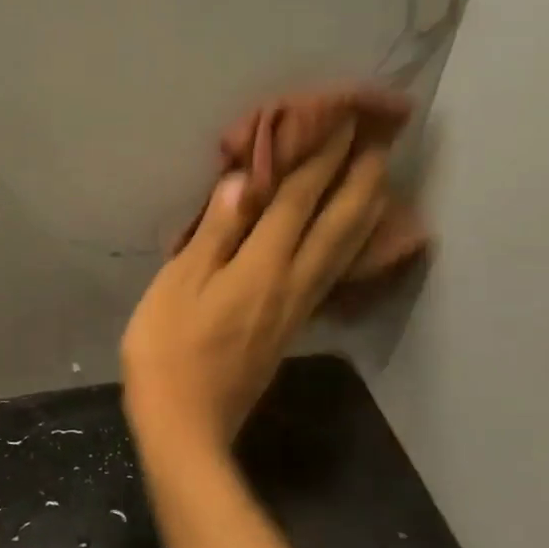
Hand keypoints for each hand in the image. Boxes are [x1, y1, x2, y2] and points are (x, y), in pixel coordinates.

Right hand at [122, 122, 394, 463]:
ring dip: (364, 208)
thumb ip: (214, 234)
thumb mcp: (178, 285)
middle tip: (380, 139)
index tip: (342, 122)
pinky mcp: (291, 327)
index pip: (297, 201)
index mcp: (261, 267)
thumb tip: (242, 183)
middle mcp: (292, 282)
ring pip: (343, 250)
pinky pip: (332, 272)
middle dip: (359, 178)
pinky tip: (350, 240)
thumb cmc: (168, 349)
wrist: (187, 425)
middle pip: (337, 223)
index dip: (319, 160)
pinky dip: (349, 245)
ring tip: (381, 178)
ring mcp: (297, 308)